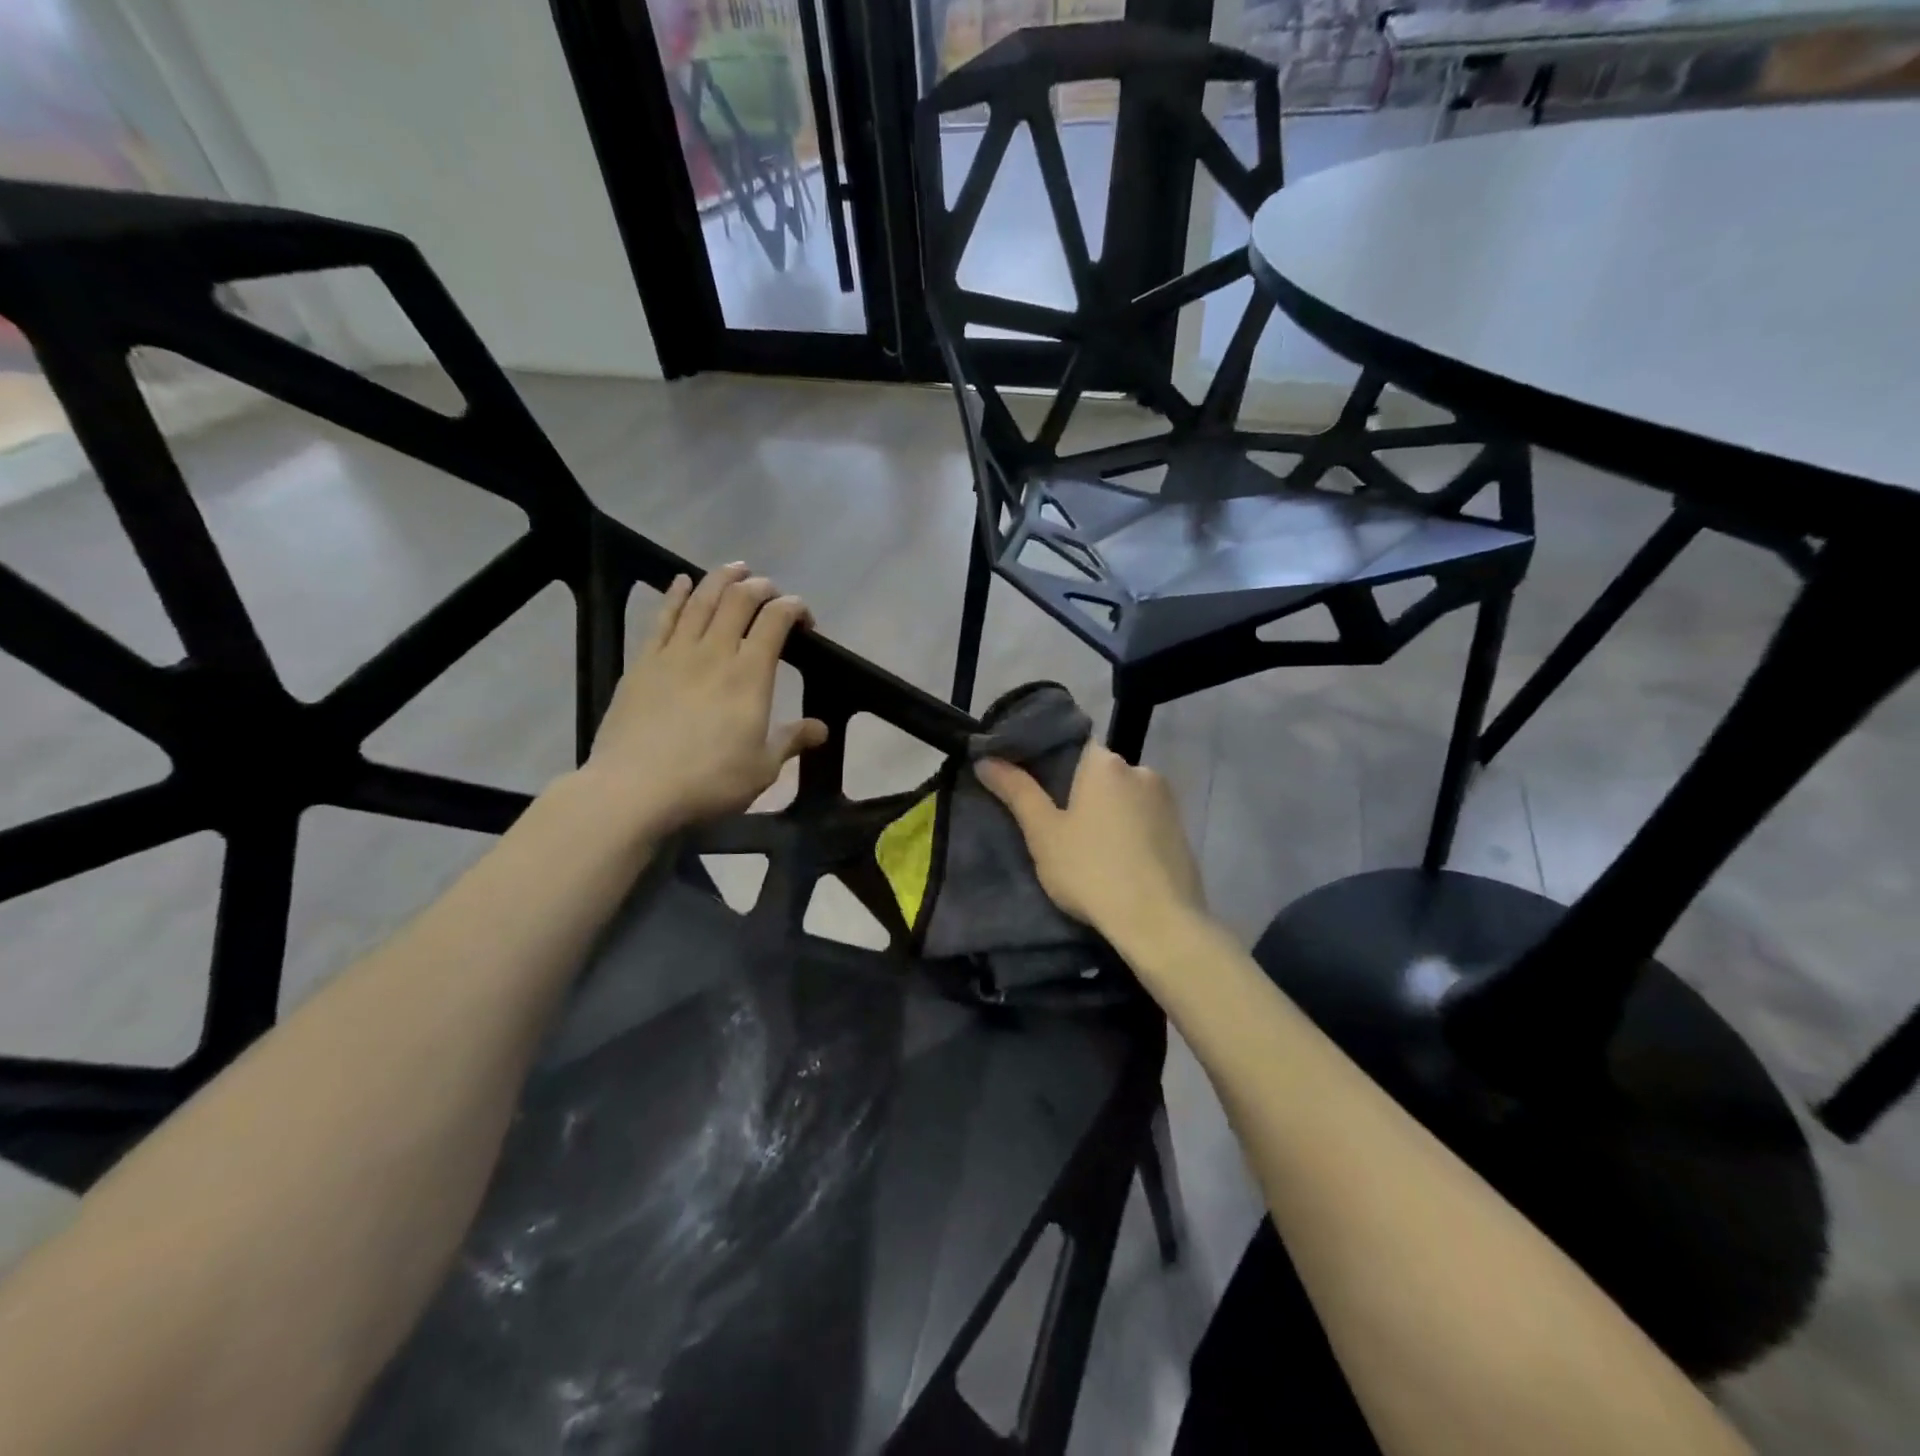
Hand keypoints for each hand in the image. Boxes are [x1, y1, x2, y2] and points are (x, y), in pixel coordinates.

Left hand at [579, 564, 827, 835]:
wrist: (634, 789)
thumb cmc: (708, 781)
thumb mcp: (762, 768)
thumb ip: (791, 740)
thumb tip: (821, 728)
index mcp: (750, 675)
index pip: (776, 621)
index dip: (794, 608)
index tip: (804, 619)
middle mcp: (714, 652)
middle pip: (739, 600)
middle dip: (761, 587)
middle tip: (771, 590)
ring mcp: (675, 653)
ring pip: (701, 599)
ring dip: (722, 579)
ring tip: (736, 569)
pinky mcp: (643, 662)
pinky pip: (663, 617)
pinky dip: (675, 594)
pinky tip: (682, 582)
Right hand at [975, 745, 1205, 949]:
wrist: (1159, 923)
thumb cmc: (1091, 871)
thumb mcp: (1044, 833)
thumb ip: (1016, 791)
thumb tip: (985, 759)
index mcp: (1105, 763)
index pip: (1071, 745)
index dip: (1048, 764)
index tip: (1031, 788)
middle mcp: (1141, 770)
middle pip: (1098, 772)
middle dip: (1078, 792)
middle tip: (1054, 825)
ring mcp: (1167, 801)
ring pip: (1123, 797)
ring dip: (1105, 813)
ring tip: (1085, 847)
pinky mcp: (1181, 830)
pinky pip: (1144, 820)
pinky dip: (1128, 831)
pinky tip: (1116, 860)